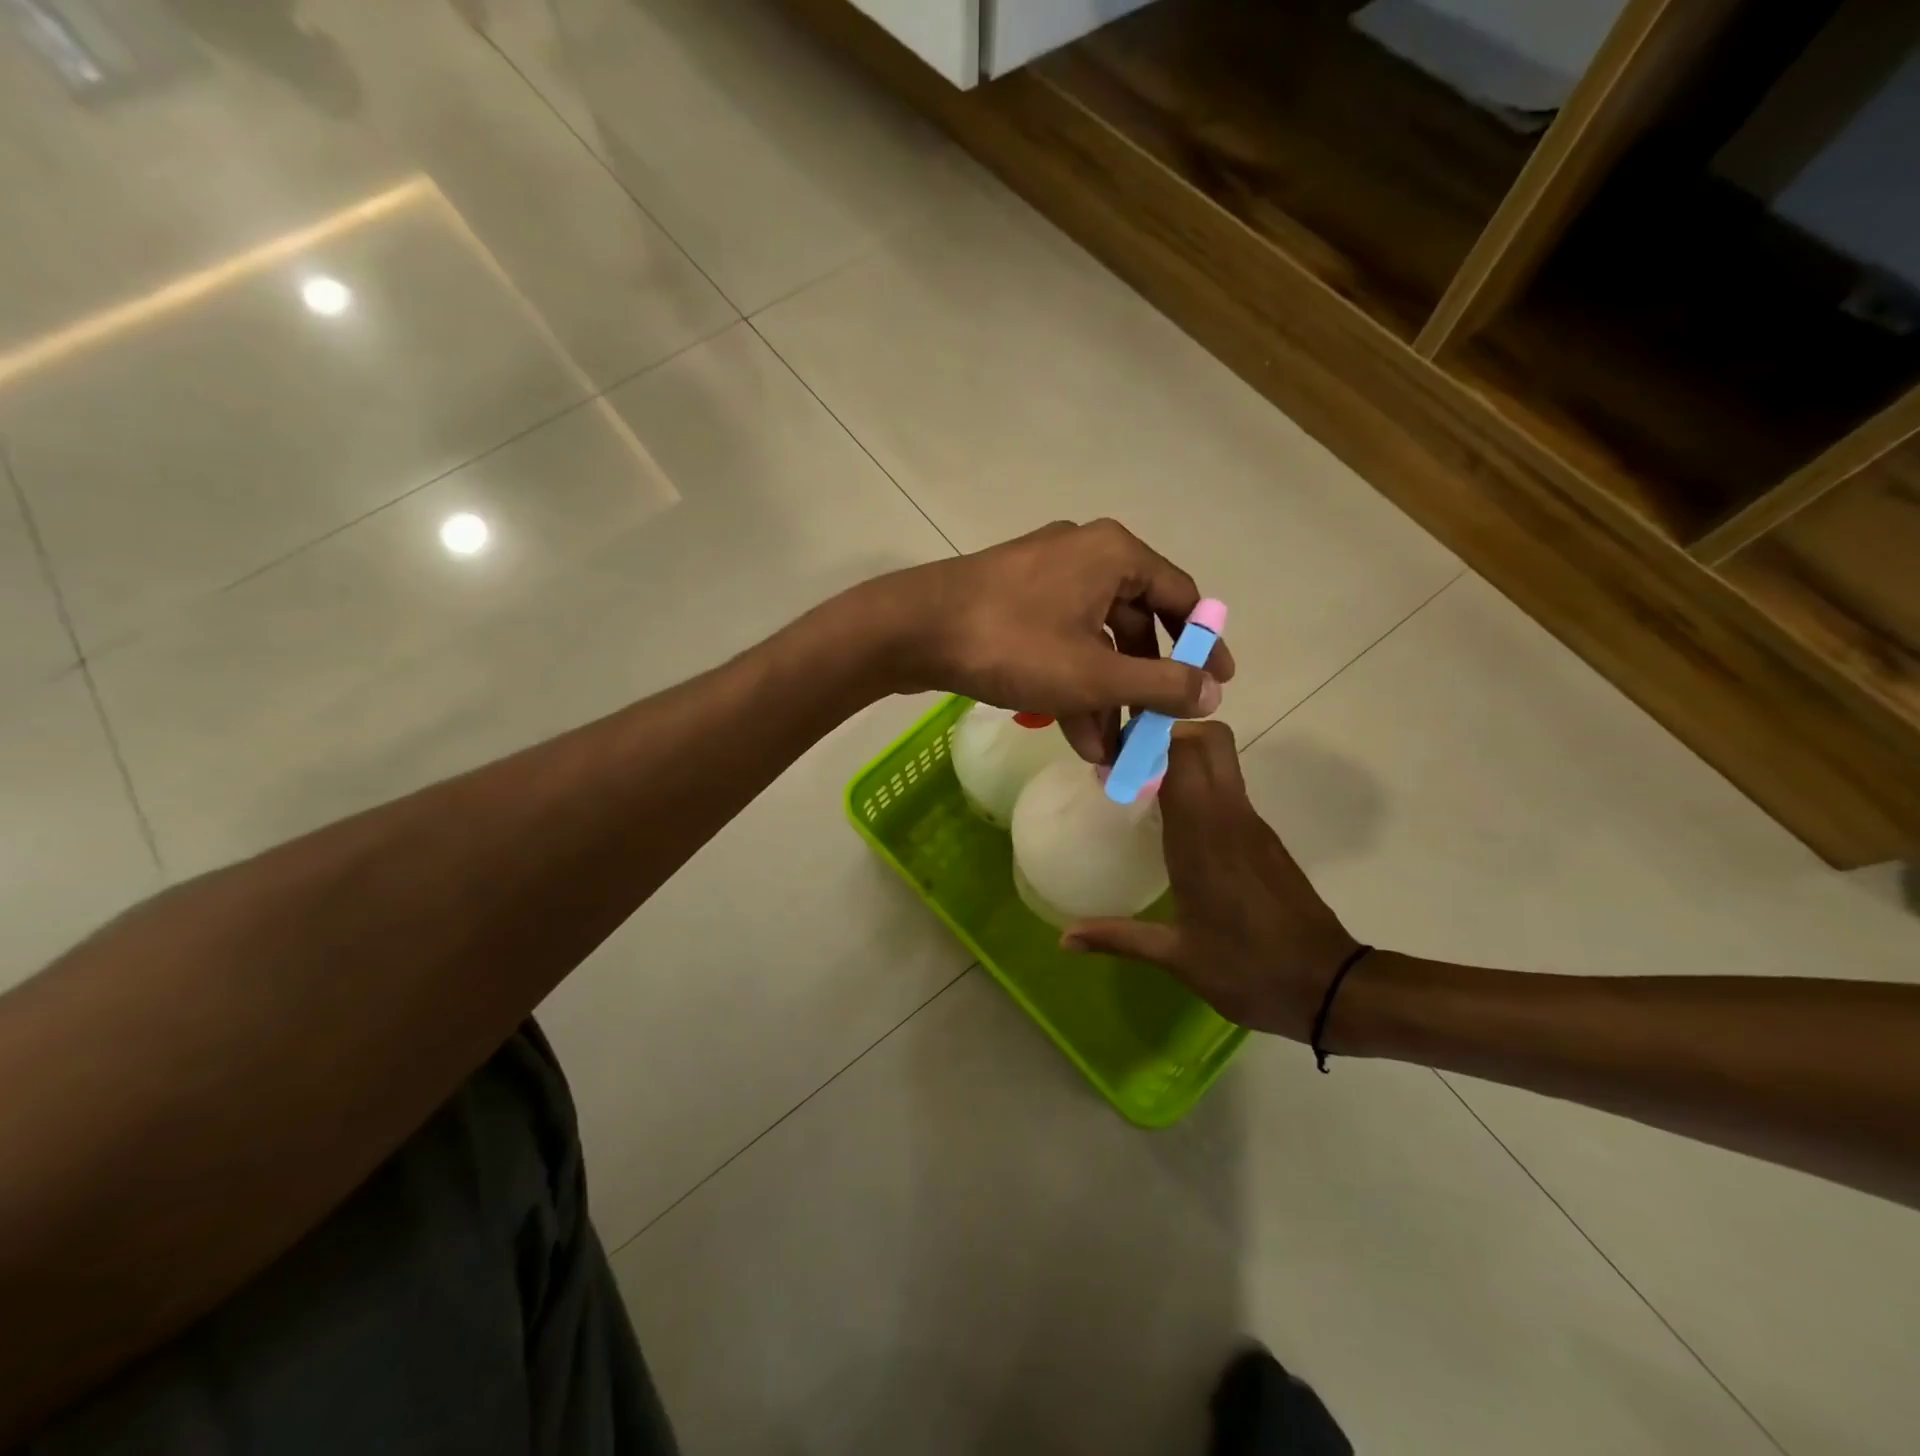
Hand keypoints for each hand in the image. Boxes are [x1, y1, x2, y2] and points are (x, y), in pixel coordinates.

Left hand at [869, 520, 1234, 761]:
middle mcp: (1084, 555)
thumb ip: (1160, 684)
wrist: (911, 630)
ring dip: (1104, 697)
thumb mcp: (1094, 674)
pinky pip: (1059, 641)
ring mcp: (1043, 577)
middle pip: (1134, 624)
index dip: (1203, 645)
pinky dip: (1071, 683)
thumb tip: (1212, 693)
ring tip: (1109, 755)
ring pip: (1093, 641)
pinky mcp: (1012, 601)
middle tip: (1153, 731)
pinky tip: (1075, 736)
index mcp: (1114, 555)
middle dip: (1143, 686)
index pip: (1180, 597)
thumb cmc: (1012, 644)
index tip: (1217, 685)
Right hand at [1060, 721, 1359, 1039]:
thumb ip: (1118, 937)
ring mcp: (1252, 824)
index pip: (1180, 755)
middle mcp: (1230, 817)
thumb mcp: (1177, 957)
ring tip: (1140, 788)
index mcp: (1203, 836)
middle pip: (1207, 740)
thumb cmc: (1249, 970)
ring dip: (1181, 757)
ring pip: (1221, 760)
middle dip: (1165, 736)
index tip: (1110, 759)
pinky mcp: (1264, 838)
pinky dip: (1198, 785)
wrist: (1332, 988)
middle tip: (1128, 764)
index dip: (1145, 742)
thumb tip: (1065, 938)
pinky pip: (1228, 789)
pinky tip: (1173, 823)